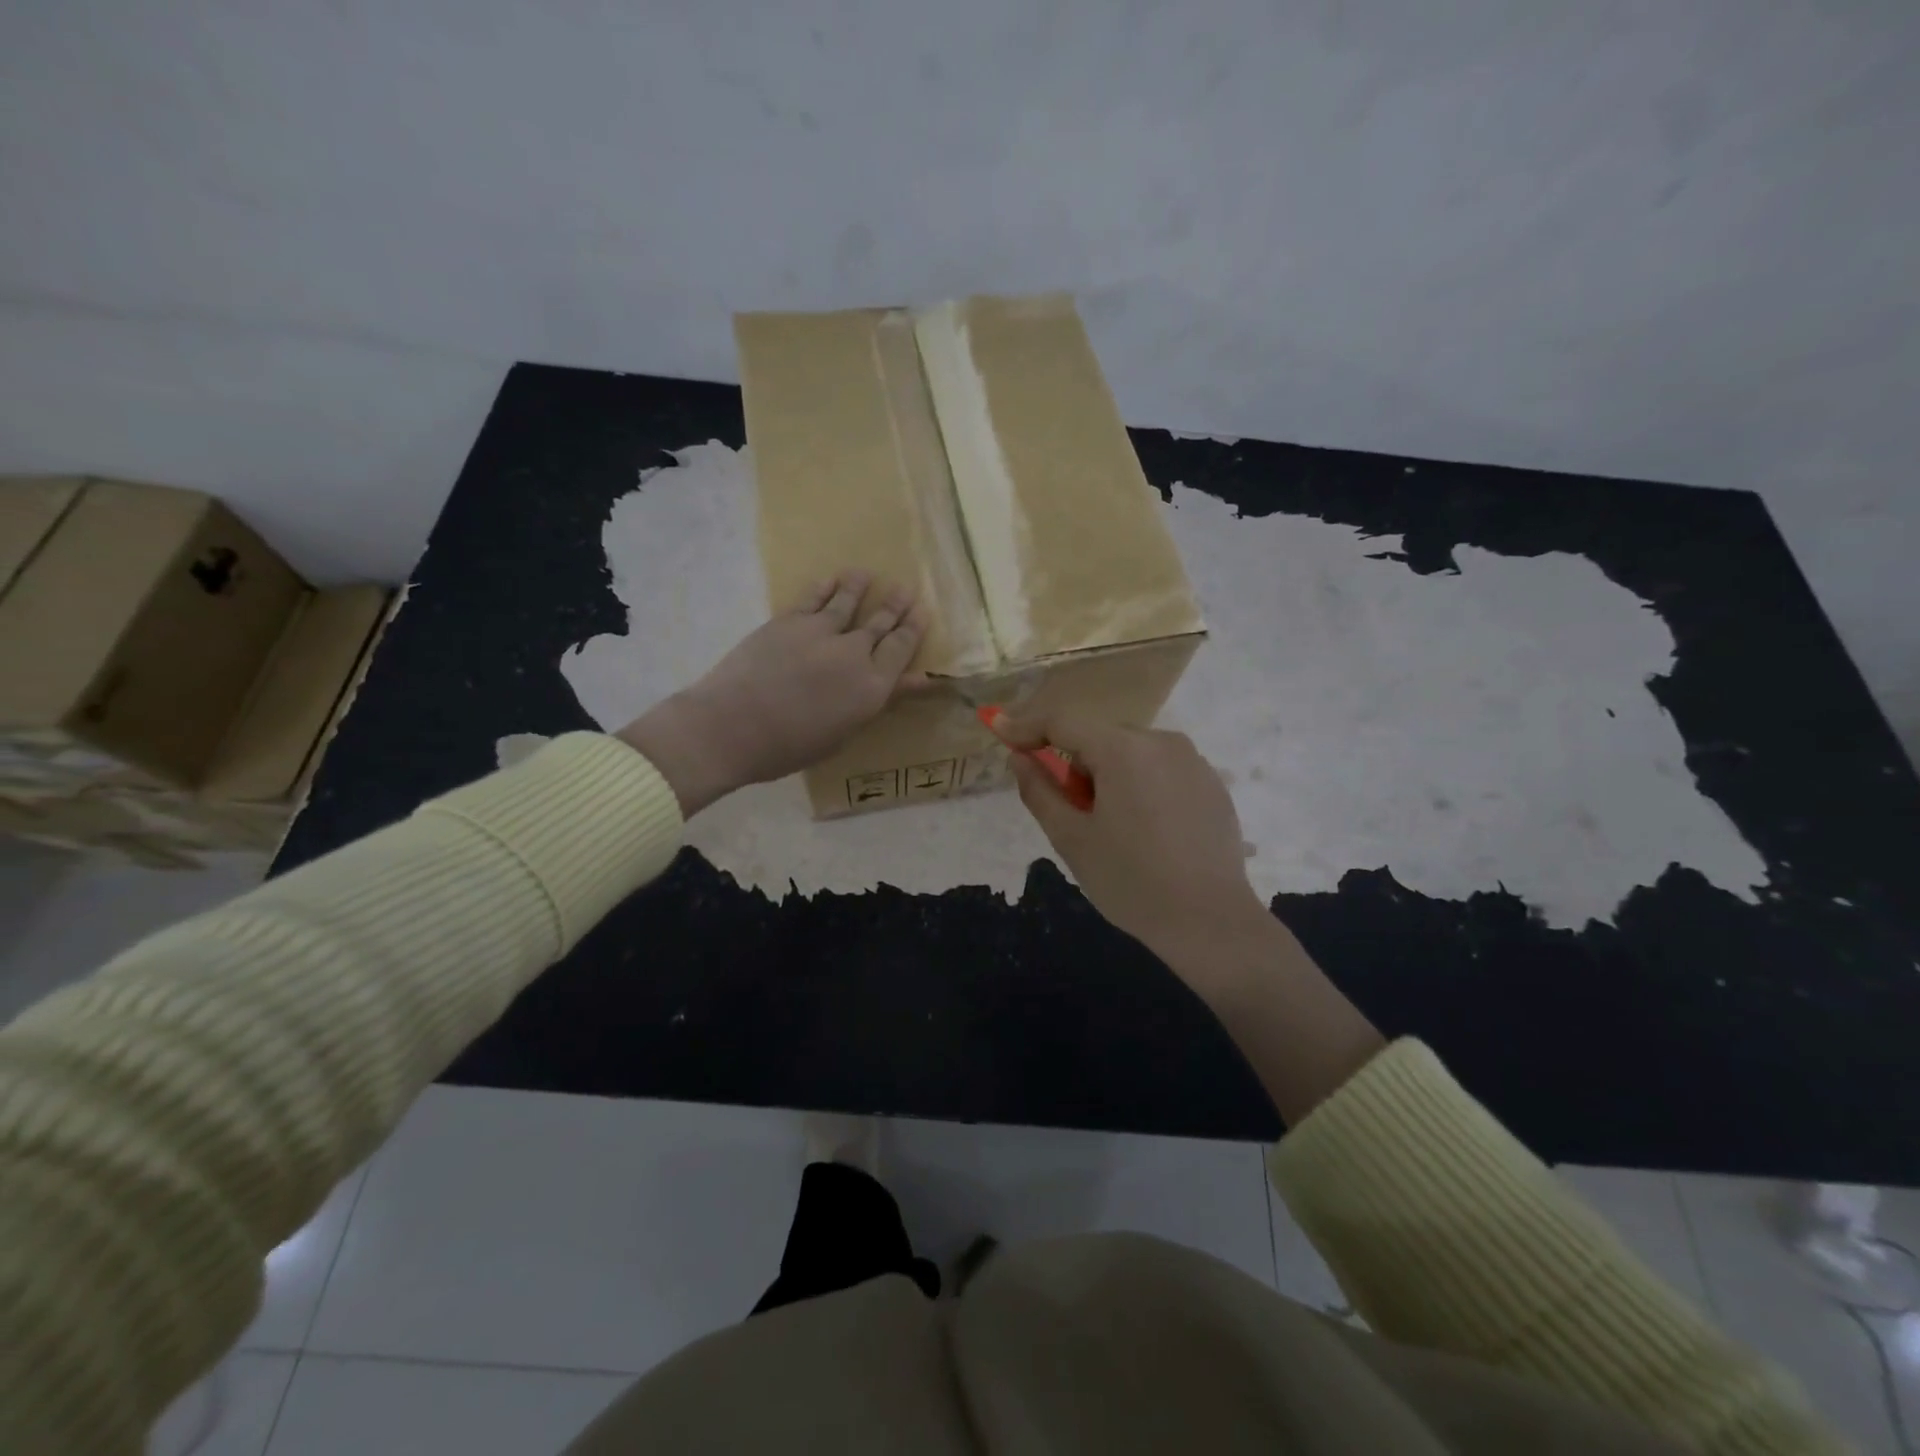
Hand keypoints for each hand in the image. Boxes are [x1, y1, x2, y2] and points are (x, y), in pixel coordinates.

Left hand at [619, 571, 926, 816]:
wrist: (732, 727)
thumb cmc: (789, 747)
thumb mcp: (844, 733)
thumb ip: (880, 701)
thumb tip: (918, 680)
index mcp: (871, 687)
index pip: (901, 649)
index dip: (913, 629)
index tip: (922, 612)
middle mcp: (853, 653)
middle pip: (880, 623)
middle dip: (895, 606)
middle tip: (906, 589)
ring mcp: (819, 632)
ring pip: (847, 603)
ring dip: (859, 587)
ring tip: (867, 574)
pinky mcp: (787, 622)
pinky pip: (812, 599)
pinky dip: (824, 588)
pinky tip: (831, 579)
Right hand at [995, 711, 1269, 979]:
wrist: (1210, 922)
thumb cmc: (1131, 881)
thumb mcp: (1071, 839)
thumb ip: (1039, 790)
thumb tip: (1019, 757)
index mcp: (1123, 750)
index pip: (1062, 722)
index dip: (1026, 725)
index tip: (999, 730)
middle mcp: (1162, 742)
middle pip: (1099, 739)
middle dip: (1076, 766)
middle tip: (1074, 815)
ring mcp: (1193, 761)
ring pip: (1131, 755)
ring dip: (1110, 777)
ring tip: (1116, 830)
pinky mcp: (1212, 784)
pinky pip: (1161, 771)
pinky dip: (1142, 788)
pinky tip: (1150, 833)